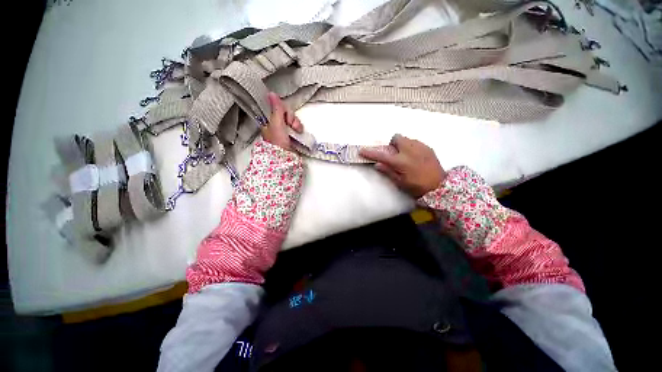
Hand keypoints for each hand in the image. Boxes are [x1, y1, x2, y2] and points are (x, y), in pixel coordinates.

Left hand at [261, 92, 303, 151]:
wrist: (285, 157)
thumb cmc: (278, 141)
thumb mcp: (276, 124)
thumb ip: (276, 109)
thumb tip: (271, 93)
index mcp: (269, 120)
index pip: (277, 107)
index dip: (283, 109)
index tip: (285, 115)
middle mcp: (276, 123)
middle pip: (286, 112)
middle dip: (291, 118)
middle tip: (290, 125)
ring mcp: (284, 129)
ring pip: (292, 119)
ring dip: (296, 123)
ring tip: (296, 131)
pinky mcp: (291, 134)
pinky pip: (296, 126)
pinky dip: (299, 128)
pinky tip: (299, 132)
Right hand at [359, 134, 445, 197]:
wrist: (440, 186)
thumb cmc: (417, 187)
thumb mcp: (400, 183)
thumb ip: (388, 172)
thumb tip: (377, 164)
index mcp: (401, 162)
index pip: (382, 155)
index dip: (370, 152)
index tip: (362, 150)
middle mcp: (410, 150)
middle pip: (396, 138)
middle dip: (392, 144)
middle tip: (394, 154)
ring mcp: (420, 147)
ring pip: (406, 139)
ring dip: (402, 145)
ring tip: (405, 156)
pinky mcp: (428, 147)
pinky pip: (415, 142)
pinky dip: (411, 147)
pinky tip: (415, 157)